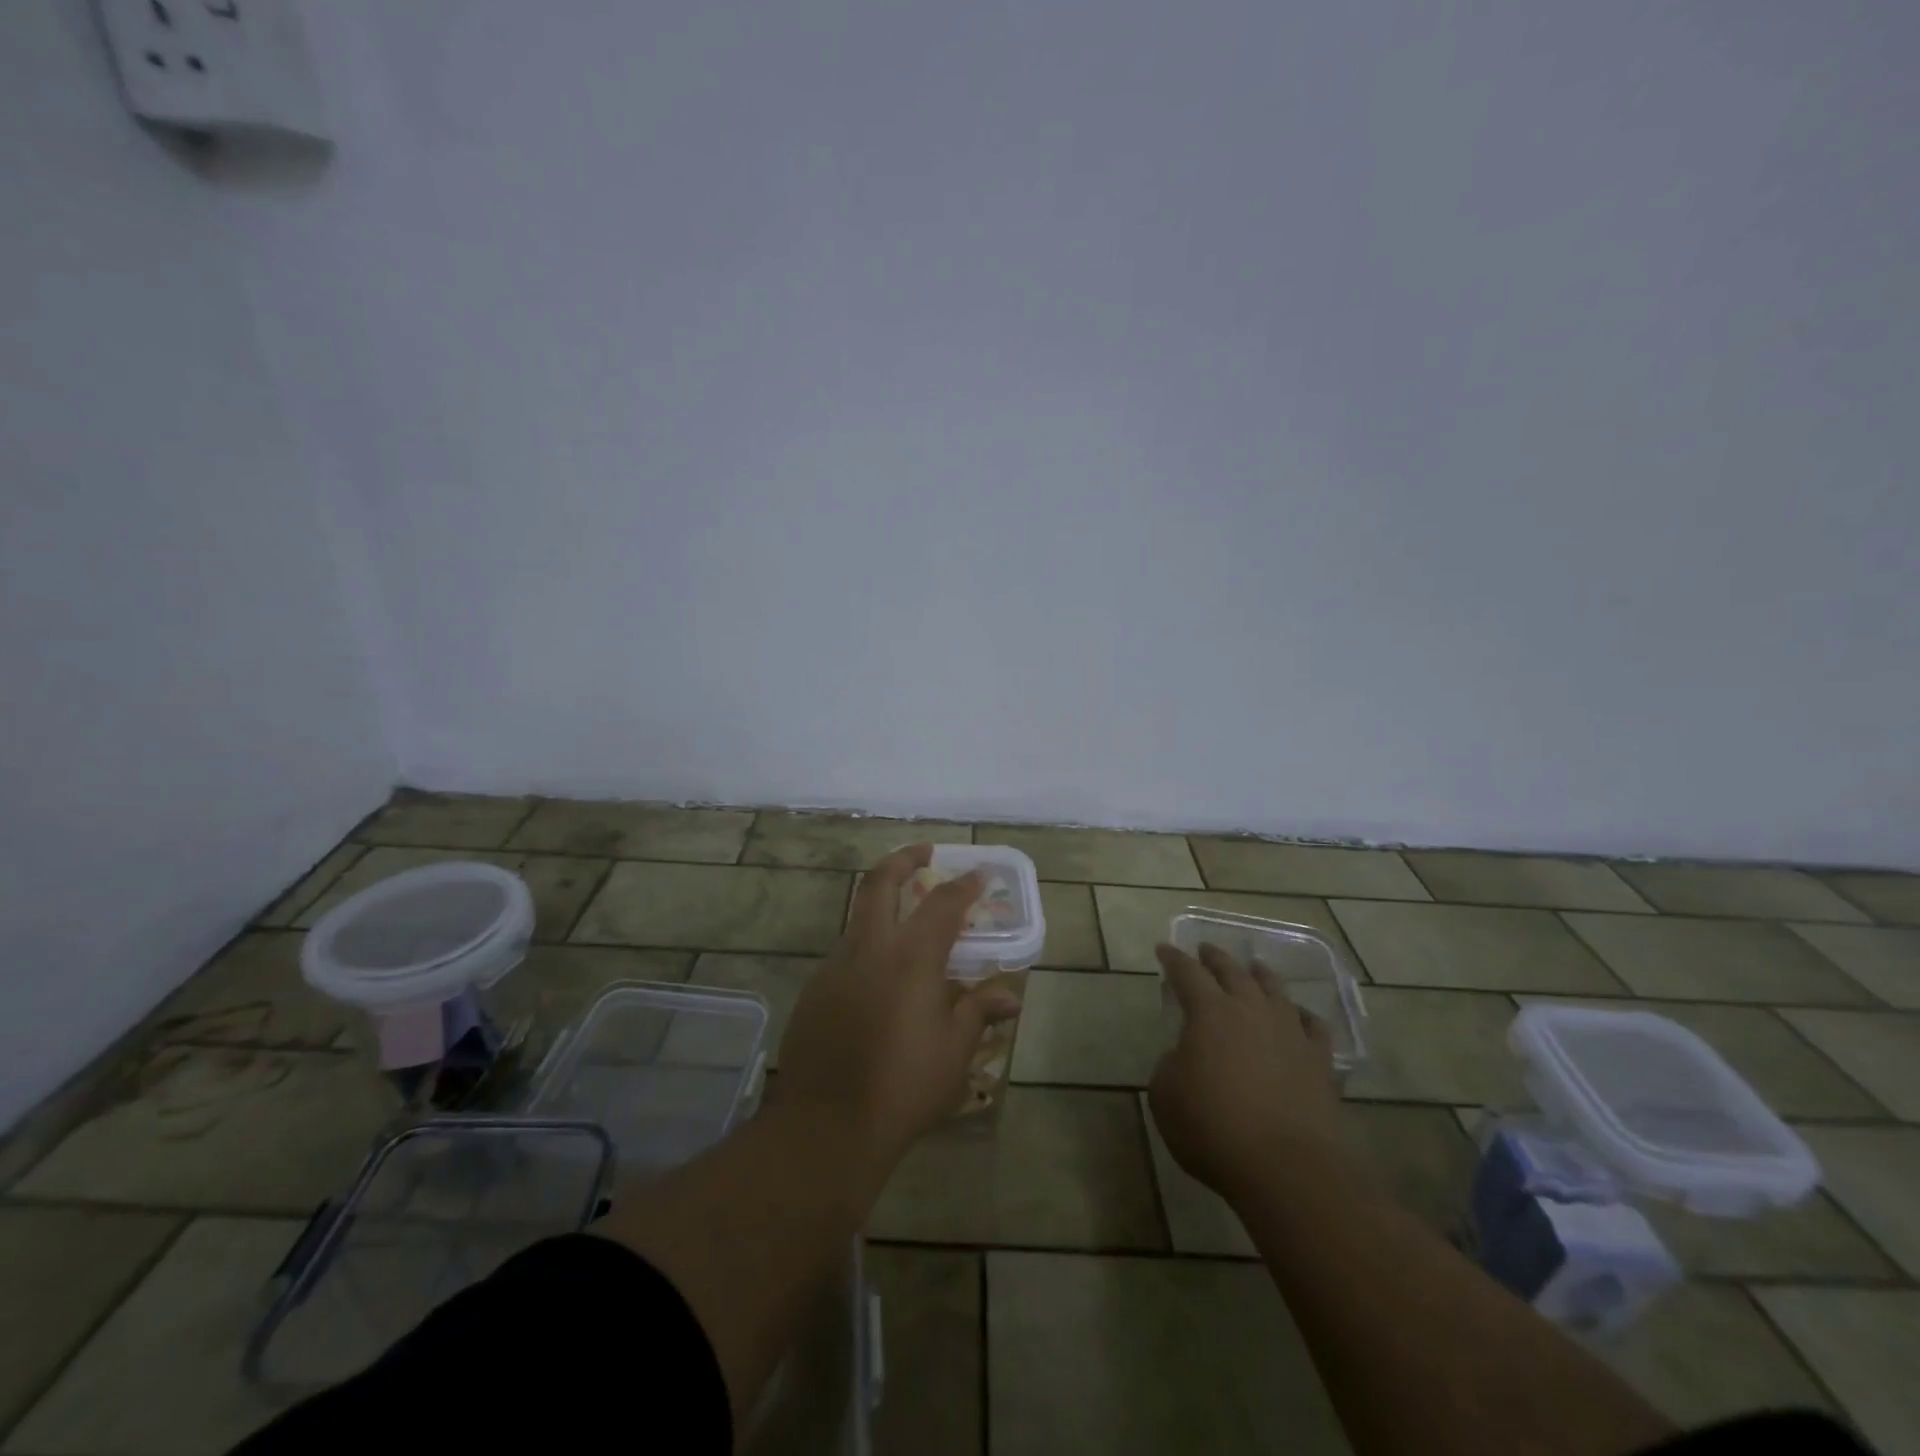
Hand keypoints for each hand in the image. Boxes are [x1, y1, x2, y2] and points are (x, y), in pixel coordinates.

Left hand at [776, 844, 1022, 1163]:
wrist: (826, 1125)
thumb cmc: (904, 1085)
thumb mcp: (954, 1050)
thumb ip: (979, 1011)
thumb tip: (1010, 996)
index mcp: (911, 956)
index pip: (943, 903)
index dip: (964, 885)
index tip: (980, 875)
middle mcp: (870, 948)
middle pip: (880, 882)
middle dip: (903, 859)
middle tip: (923, 853)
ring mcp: (835, 966)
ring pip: (859, 918)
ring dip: (883, 907)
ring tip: (908, 925)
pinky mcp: (815, 989)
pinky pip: (846, 955)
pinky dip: (868, 949)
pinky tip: (881, 981)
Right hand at [1149, 942, 1342, 1201]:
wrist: (1288, 1168)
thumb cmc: (1213, 1128)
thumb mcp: (1165, 1096)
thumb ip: (1170, 1065)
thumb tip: (1186, 1057)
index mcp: (1209, 1011)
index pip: (1186, 972)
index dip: (1173, 959)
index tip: (1164, 949)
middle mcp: (1251, 1010)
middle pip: (1232, 971)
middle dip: (1215, 958)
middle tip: (1205, 949)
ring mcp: (1290, 1033)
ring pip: (1275, 990)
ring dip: (1260, 975)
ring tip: (1254, 967)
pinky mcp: (1320, 1062)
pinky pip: (1313, 1026)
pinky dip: (1302, 1014)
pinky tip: (1298, 1016)